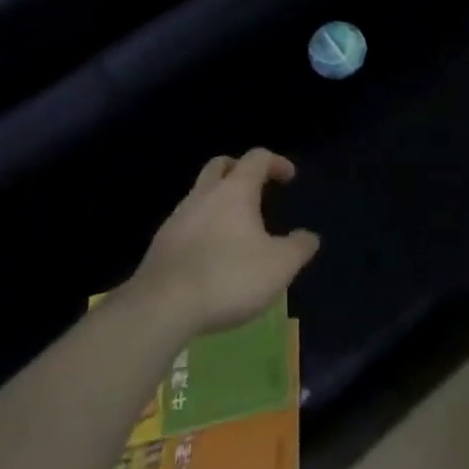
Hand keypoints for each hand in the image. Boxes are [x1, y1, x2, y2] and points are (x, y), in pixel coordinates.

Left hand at [127, 149, 319, 333]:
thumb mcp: (279, 266)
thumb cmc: (228, 277)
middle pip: (220, 166)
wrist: (159, 310)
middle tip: (255, 188)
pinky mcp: (159, 247)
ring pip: (199, 196)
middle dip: (239, 170)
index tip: (288, 178)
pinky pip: (185, 225)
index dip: (276, 162)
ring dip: (218, 202)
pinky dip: (201, 229)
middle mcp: (204, 196)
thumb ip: (299, 248)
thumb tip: (309, 237)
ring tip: (235, 229)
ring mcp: (176, 220)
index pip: (257, 158)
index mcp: (235, 191)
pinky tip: (210, 256)